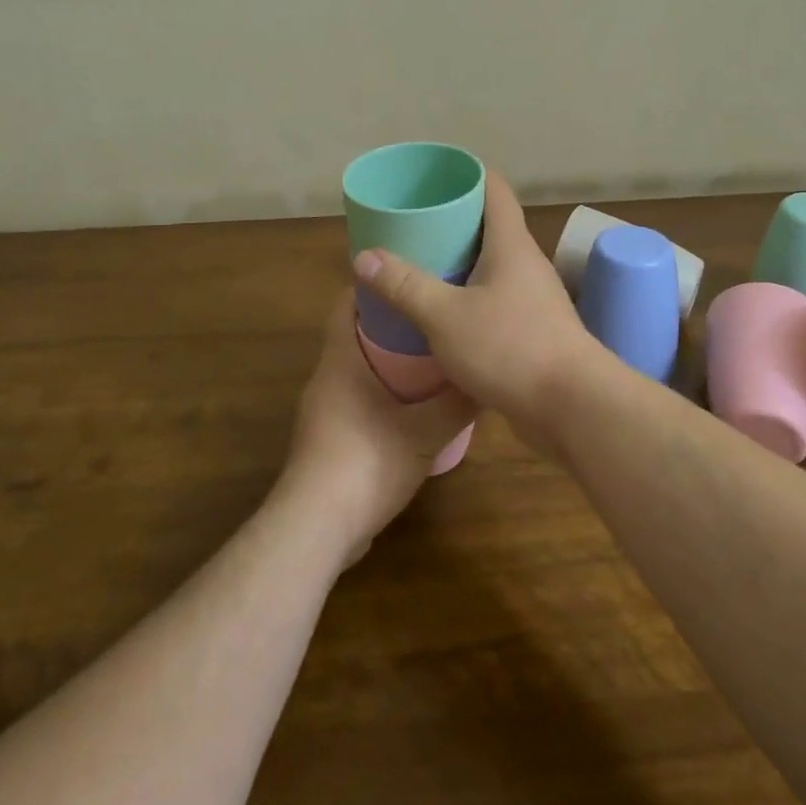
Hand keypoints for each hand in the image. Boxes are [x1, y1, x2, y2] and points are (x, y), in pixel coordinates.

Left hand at [282, 294, 474, 563]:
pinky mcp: (329, 440)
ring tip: (432, 356)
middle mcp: (327, 379)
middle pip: (355, 335)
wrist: (317, 528)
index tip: (409, 277)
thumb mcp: (424, 433)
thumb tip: (488, 378)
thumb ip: (457, 404)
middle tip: (433, 316)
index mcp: (340, 361)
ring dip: (388, 361)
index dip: (374, 286)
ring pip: (357, 370)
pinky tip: (414, 407)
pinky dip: (382, 393)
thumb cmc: (366, 463)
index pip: (347, 304)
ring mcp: (324, 411)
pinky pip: (357, 400)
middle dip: (392, 323)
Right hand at [352, 171, 603, 454]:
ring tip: (419, 266)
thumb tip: (364, 256)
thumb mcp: (445, 316)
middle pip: (490, 226)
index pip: (494, 189)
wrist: (574, 408)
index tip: (432, 176)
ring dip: (460, 263)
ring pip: (492, 267)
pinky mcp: (533, 331)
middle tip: (411, 225)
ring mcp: (533, 299)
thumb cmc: (511, 348)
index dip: (465, 174)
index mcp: (511, 245)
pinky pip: (496, 300)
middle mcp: (526, 264)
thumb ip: (405, 285)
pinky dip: (469, 298)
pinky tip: (442, 314)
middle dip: (452, 222)